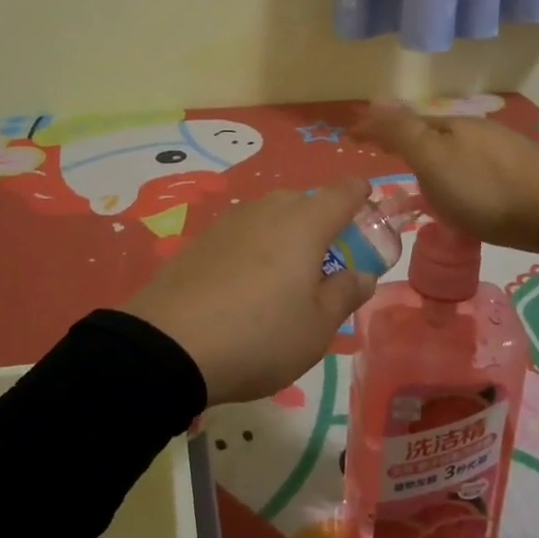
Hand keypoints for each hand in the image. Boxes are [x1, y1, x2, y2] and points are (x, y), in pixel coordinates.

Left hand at [122, 179, 378, 405]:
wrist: (168, 346)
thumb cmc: (260, 336)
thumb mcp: (316, 328)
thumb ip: (344, 294)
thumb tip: (362, 274)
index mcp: (304, 224)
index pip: (343, 192)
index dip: (361, 195)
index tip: (370, 207)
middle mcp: (267, 211)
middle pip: (304, 202)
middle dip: (321, 221)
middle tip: (327, 261)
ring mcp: (229, 222)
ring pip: (270, 216)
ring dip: (285, 235)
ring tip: (285, 278)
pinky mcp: (200, 241)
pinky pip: (241, 234)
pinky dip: (254, 249)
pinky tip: (246, 285)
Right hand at [355, 103, 538, 252]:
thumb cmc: (484, 188)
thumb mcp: (433, 159)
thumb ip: (402, 131)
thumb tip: (374, 97)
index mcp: (449, 126)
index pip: (402, 122)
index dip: (375, 129)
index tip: (350, 136)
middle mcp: (474, 131)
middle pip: (429, 132)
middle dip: (403, 139)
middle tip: (381, 153)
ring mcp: (500, 150)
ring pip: (454, 148)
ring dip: (430, 156)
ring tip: (417, 175)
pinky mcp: (520, 172)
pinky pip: (473, 166)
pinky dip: (454, 172)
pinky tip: (461, 188)